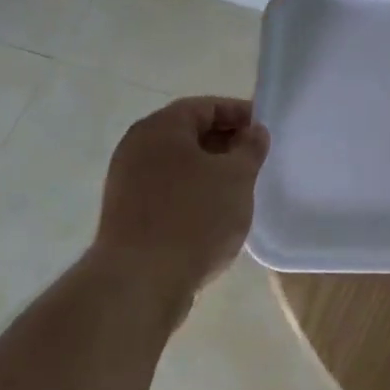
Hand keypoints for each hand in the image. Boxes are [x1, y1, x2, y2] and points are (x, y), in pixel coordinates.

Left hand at [94, 97, 267, 303]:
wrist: (138, 283)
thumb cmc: (193, 217)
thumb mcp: (236, 177)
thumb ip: (250, 148)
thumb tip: (254, 131)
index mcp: (161, 127)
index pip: (207, 106)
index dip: (240, 114)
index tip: (264, 132)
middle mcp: (137, 146)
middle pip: (189, 133)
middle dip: (225, 143)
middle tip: (255, 160)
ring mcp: (126, 181)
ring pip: (178, 164)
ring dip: (208, 171)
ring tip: (238, 189)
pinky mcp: (125, 213)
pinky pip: (166, 190)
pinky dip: (191, 193)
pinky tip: (213, 214)